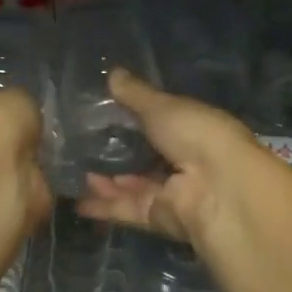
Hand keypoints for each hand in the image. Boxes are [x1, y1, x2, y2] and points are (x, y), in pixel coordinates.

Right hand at [76, 70, 267, 246]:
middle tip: (80, 145)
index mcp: (193, 130)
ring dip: (106, 180)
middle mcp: (185, 162)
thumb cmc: (197, 135)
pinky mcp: (159, 218)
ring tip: (73, 170)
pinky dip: (104, 206)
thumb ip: (135, 95)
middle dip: (116, 154)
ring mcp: (172, 193)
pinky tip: (77, 200)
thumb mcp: (162, 107)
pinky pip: (127, 210)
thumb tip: (112, 73)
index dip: (134, 120)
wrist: (219, 189)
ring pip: (133, 186)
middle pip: (145, 158)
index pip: (161, 124)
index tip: (102, 113)